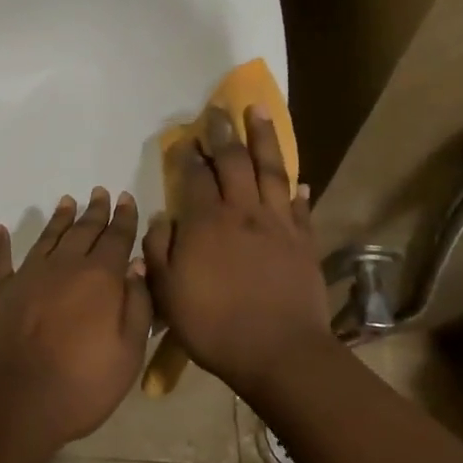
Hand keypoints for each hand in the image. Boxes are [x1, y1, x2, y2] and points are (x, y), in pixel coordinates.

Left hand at [0, 188, 152, 455]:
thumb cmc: (82, 385)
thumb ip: (137, 305)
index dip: (124, 218)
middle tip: (99, 192)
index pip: (116, 238)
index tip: (126, 198)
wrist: (17, 403)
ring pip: (47, 238)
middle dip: (95, 211)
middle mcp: (63, 266)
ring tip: (67, 201)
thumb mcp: (128, 352)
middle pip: (83, 231)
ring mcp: (27, 276)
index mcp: (99, 278)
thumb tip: (137, 264)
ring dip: (58, 219)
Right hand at [143, 107, 330, 397]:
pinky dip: (296, 190)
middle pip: (233, 161)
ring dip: (263, 138)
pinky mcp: (303, 241)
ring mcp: (277, 224)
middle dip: (223, 132)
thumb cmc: (214, 324)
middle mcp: (242, 212)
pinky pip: (299, 207)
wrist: (279, 353)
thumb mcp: (168, 291)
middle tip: (219, 110)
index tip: (184, 138)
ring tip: (259, 111)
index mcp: (206, 222)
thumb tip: (160, 217)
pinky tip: (297, 180)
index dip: (188, 154)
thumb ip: (159, 249)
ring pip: (270, 170)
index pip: (194, 176)